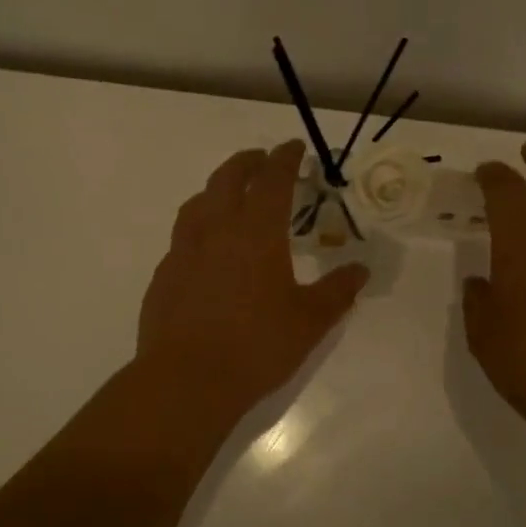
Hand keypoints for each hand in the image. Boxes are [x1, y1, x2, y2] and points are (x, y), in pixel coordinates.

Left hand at [137, 141, 368, 422]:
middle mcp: (216, 230)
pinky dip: (198, 227)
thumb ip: (337, 291)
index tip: (294, 146)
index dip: (285, 158)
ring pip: (198, 202)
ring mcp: (184, 251)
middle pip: (228, 179)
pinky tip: (205, 249)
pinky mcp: (164, 275)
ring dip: (217, 189)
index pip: (273, 179)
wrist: (187, 380)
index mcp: (256, 232)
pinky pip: (182, 237)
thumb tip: (361, 270)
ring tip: (229, 195)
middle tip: (262, 160)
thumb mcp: (310, 321)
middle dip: (248, 162)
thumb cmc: (256, 346)